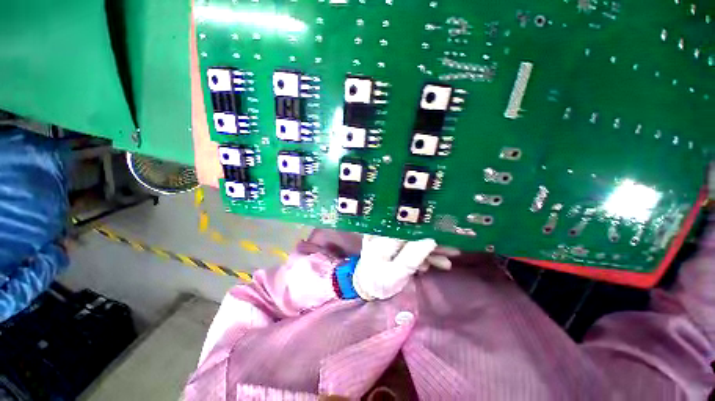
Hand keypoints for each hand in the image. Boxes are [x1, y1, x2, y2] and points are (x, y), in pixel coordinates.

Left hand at [352, 235, 459, 300]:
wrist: (367, 286)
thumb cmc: (379, 283)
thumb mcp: (396, 274)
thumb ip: (412, 257)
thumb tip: (431, 239)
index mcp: (382, 237)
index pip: (406, 226)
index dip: (426, 228)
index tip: (444, 231)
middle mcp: (385, 233)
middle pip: (413, 232)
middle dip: (433, 240)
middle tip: (453, 248)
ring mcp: (390, 238)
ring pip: (414, 239)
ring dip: (431, 249)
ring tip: (449, 257)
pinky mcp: (395, 244)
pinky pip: (411, 246)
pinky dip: (423, 254)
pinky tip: (435, 263)